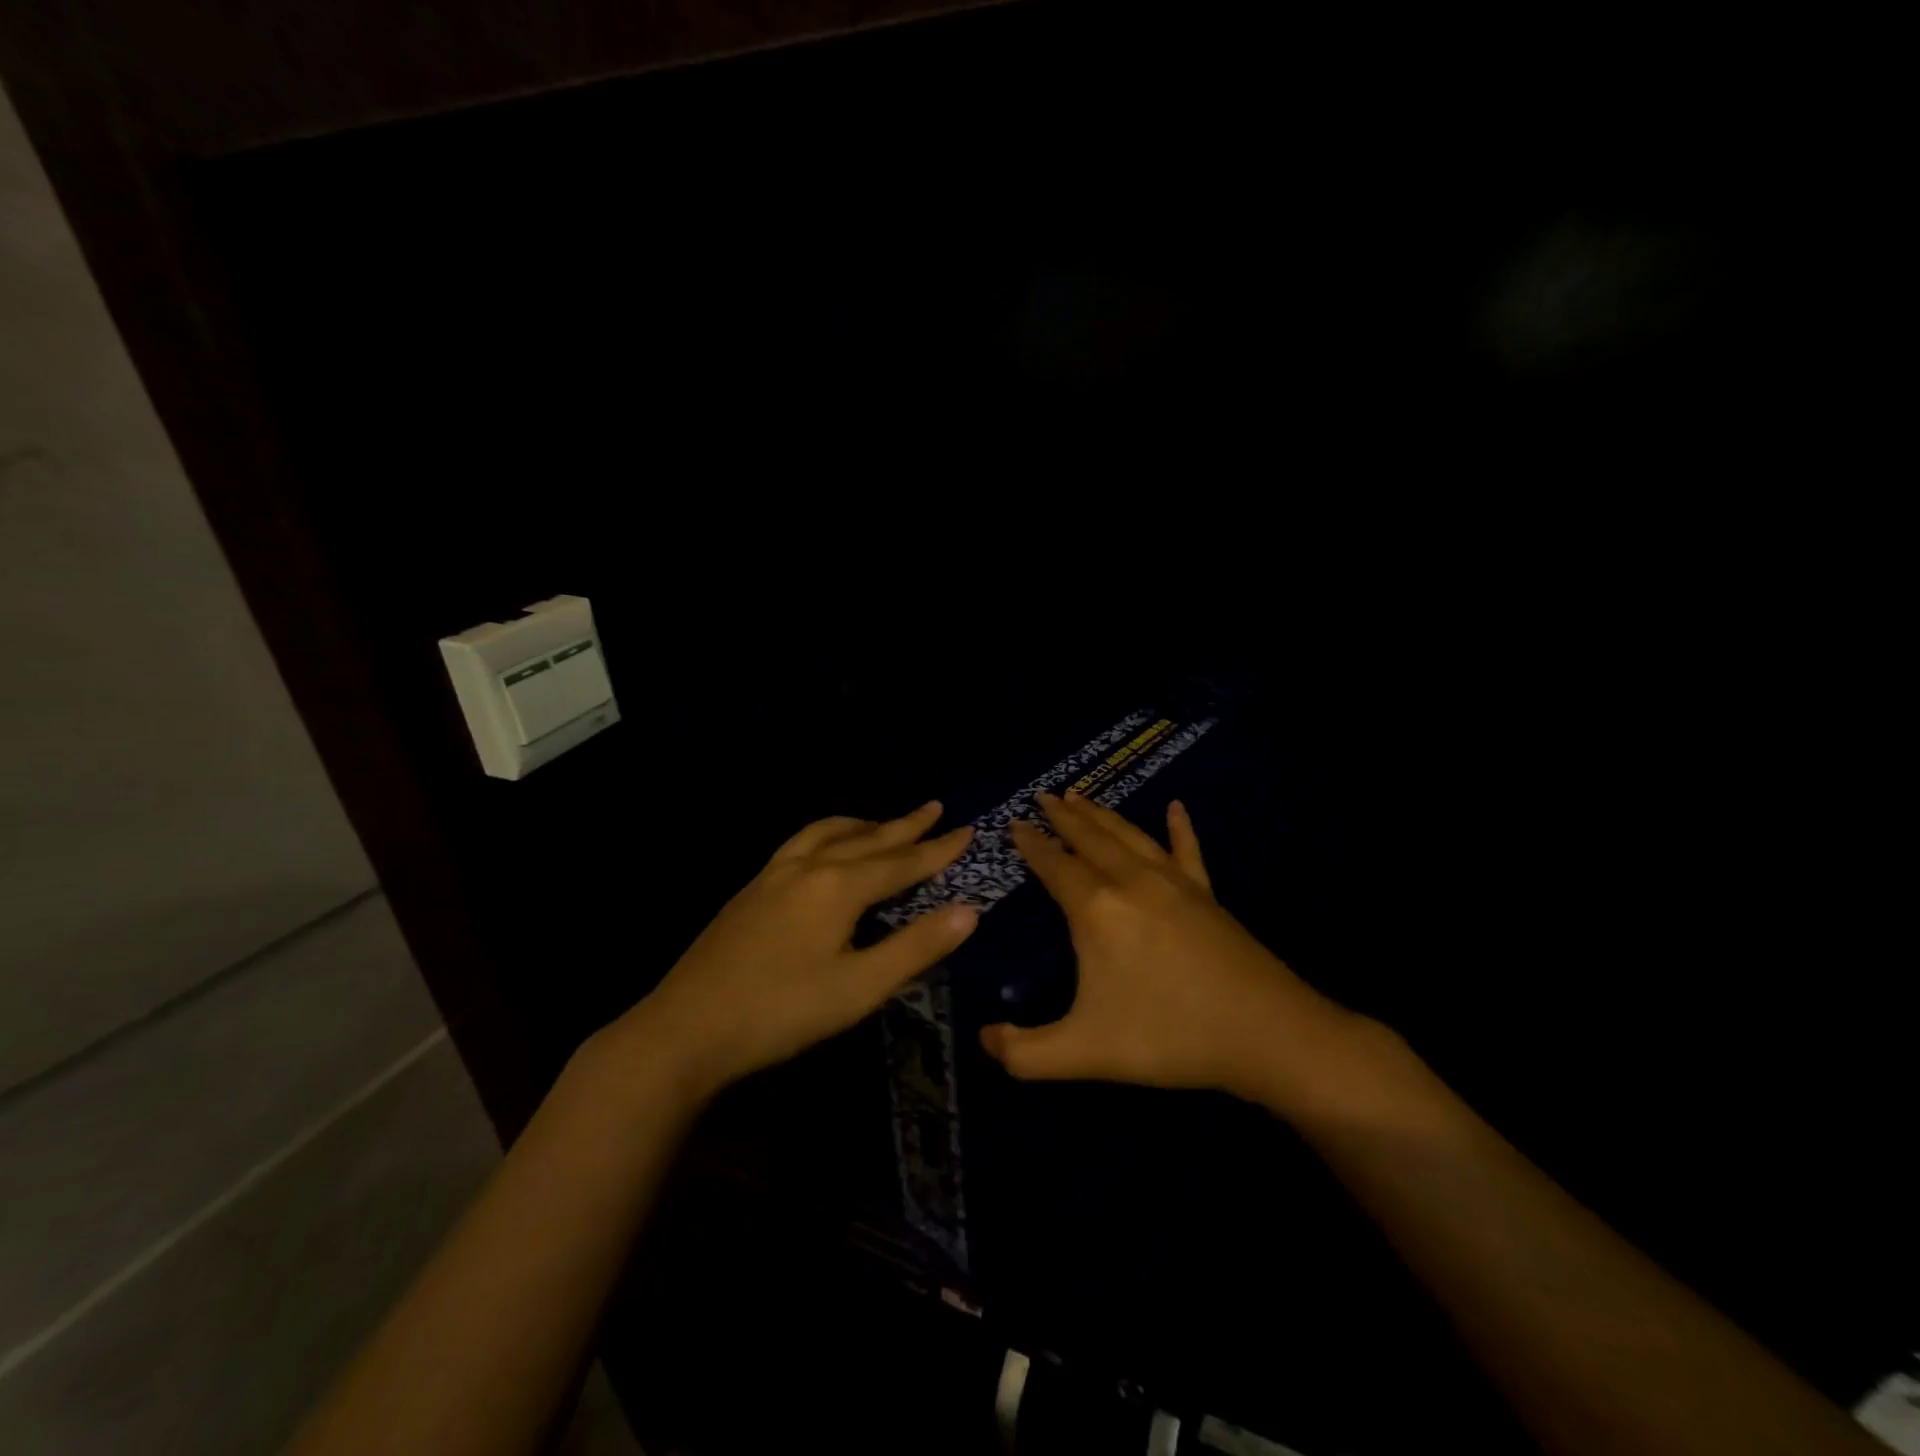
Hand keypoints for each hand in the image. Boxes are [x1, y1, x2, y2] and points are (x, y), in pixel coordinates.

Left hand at [627, 802, 978, 1094]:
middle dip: (905, 826)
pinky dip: (827, 835)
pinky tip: (822, 850)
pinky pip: (801, 843)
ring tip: (882, 823)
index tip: (968, 831)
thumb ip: (916, 947)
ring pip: (827, 833)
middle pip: (867, 839)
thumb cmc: (782, 1011)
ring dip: (863, 825)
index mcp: (839, 887)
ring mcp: (774, 874)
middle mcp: (809, 867)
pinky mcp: (752, 888)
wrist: (687, 1028)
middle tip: (935, 808)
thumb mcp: (859, 988)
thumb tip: (969, 911)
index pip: (902, 862)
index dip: (938, 850)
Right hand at [983, 791, 1362, 1102]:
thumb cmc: (1169, 1036)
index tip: (1014, 824)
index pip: (1054, 866)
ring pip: (1129, 836)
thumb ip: (1024, 1053)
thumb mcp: (1084, 1054)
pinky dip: (1179, 827)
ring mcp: (1174, 883)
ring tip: (1081, 796)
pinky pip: (1187, 850)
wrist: (1266, 1034)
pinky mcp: (1207, 894)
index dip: (1031, 845)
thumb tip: (984, 1040)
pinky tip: (1176, 807)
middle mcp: (1131, 882)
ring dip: (1101, 814)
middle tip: (1043, 796)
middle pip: (1090, 838)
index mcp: (1097, 910)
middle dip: (1063, 816)